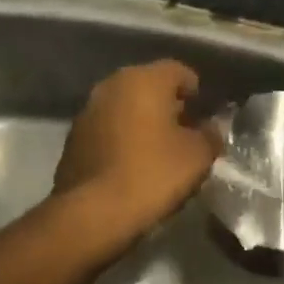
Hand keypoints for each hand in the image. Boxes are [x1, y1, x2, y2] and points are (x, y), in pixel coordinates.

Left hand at [53, 60, 220, 240]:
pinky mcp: (73, 136)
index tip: (204, 114)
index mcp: (145, 79)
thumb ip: (210, 135)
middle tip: (184, 131)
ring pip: (125, 105)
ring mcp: (88, 109)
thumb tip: (210, 128)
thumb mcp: (197, 157)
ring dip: (141, 120)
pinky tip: (131, 162)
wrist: (91, 213)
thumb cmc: (151, 174)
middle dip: (167, 104)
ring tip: (158, 149)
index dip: (195, 91)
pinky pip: (107, 127)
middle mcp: (113, 84)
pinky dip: (121, 136)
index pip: (178, 70)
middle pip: (148, 85)